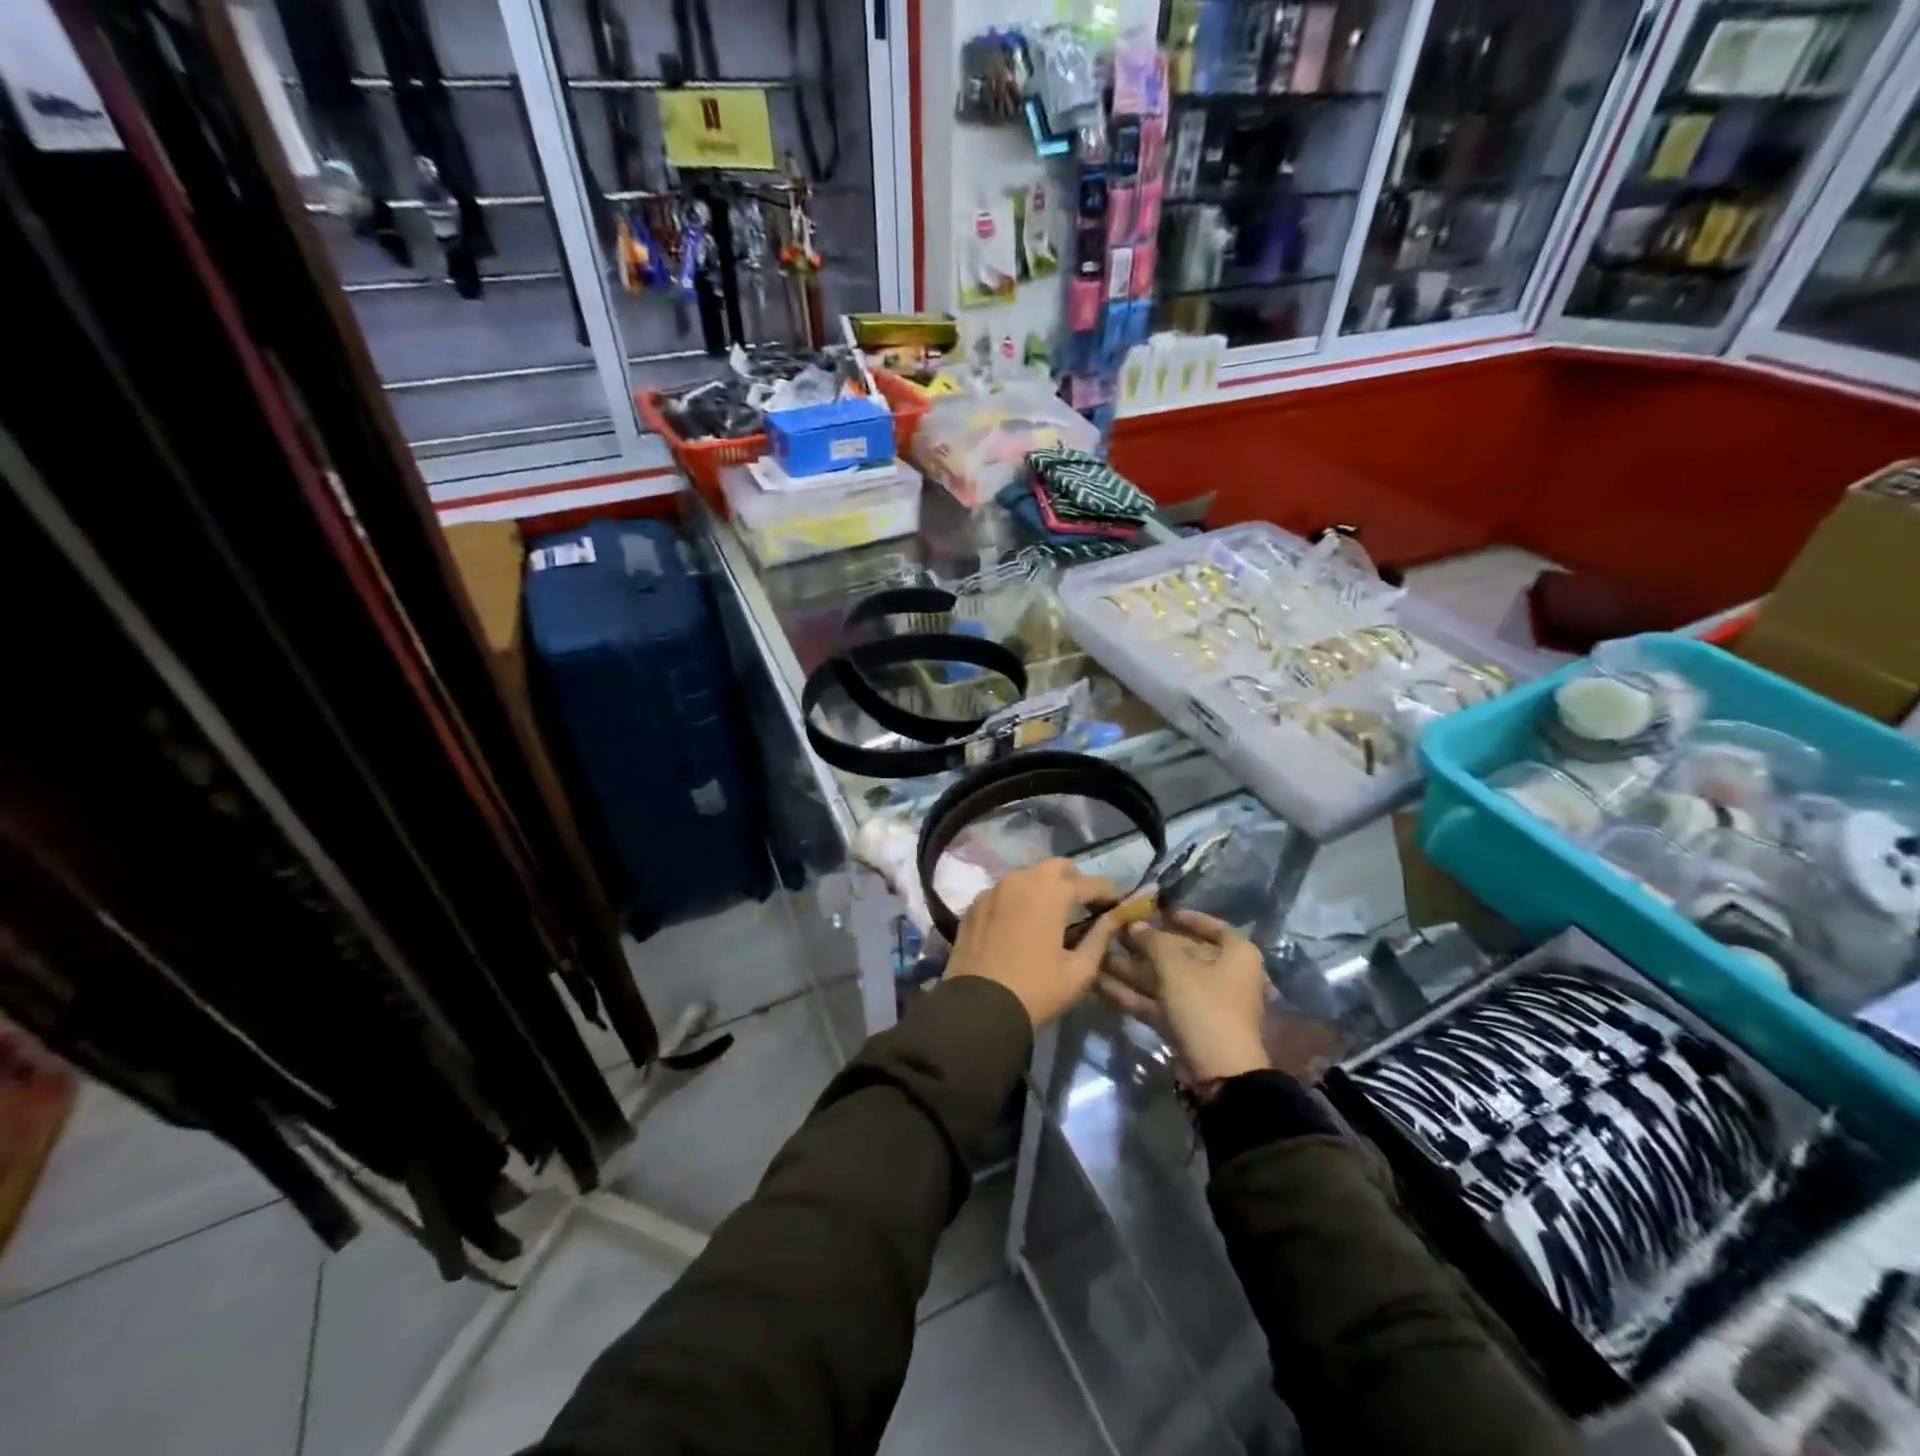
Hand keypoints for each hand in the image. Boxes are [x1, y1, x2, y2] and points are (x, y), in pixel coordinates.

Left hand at [944, 859, 1125, 1029]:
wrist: (978, 1009)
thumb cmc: (1036, 990)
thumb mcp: (1079, 971)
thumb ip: (1099, 939)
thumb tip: (1113, 919)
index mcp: (1051, 892)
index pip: (1090, 883)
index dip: (1108, 892)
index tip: (1119, 903)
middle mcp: (1021, 880)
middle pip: (1056, 867)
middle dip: (1074, 880)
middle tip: (1084, 904)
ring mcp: (994, 889)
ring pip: (1026, 876)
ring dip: (1043, 887)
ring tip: (1052, 912)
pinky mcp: (975, 905)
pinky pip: (1003, 891)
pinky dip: (1018, 899)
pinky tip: (1021, 921)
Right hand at [1098, 908, 1271, 1081]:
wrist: (1219, 1073)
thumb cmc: (1204, 1005)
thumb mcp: (1175, 967)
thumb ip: (1152, 941)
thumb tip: (1135, 925)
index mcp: (1236, 954)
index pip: (1209, 925)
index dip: (1181, 916)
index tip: (1153, 911)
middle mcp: (1224, 974)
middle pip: (1181, 952)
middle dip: (1145, 945)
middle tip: (1113, 933)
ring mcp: (1205, 1002)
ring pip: (1164, 978)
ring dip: (1133, 969)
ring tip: (1099, 956)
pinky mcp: (1187, 1024)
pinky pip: (1159, 1002)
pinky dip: (1134, 994)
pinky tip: (1101, 984)